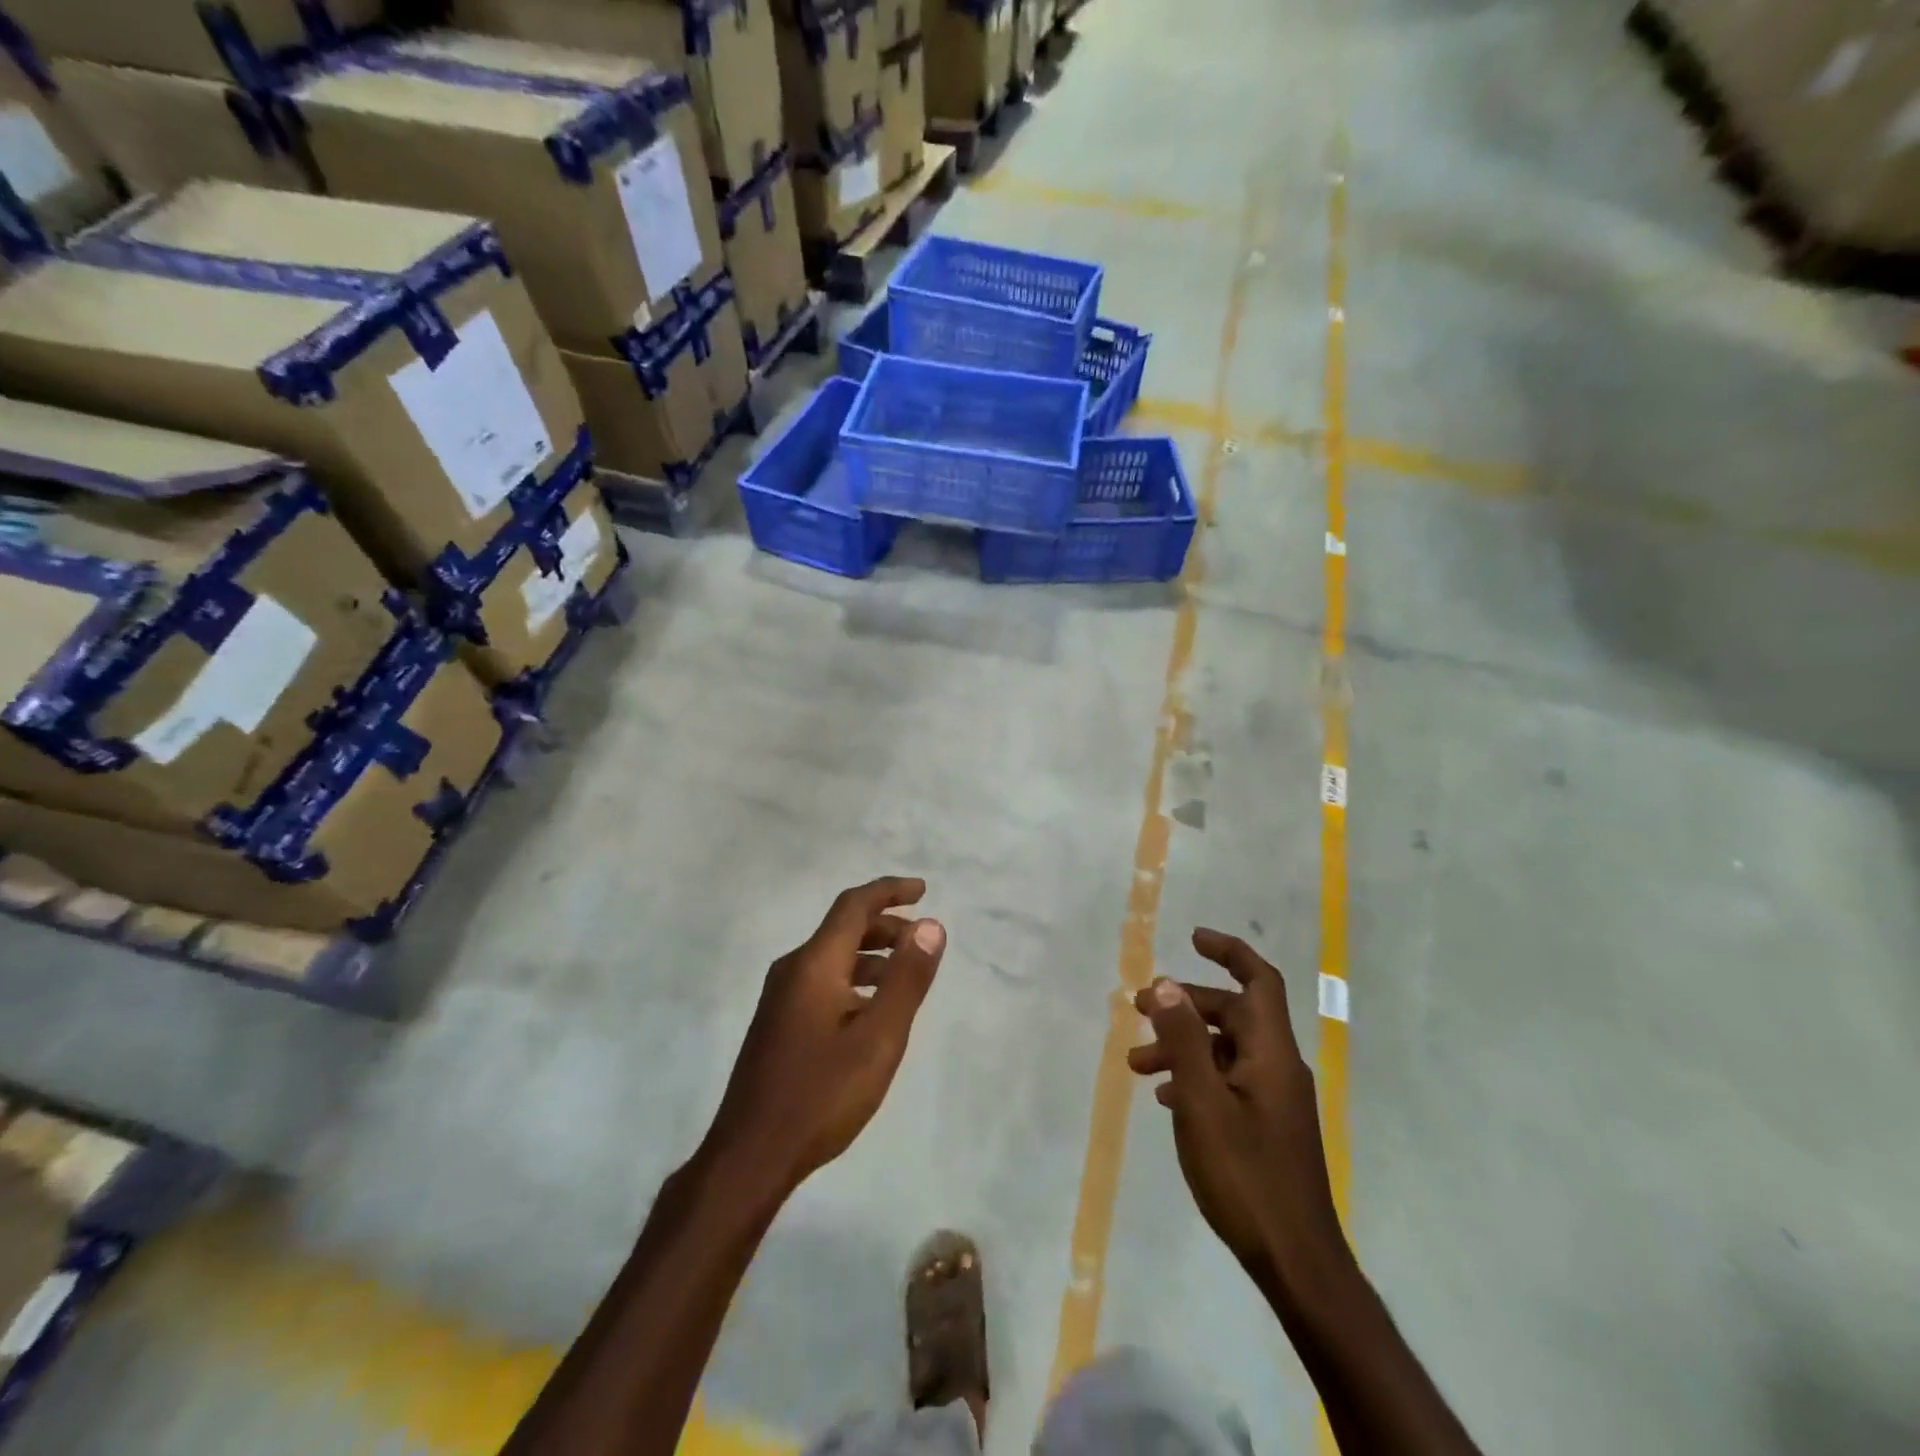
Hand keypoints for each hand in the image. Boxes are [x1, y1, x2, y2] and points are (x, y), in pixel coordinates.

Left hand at [703, 877, 946, 1198]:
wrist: (750, 1156)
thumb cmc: (821, 1094)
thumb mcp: (879, 1038)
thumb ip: (907, 979)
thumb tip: (931, 925)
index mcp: (814, 964)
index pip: (853, 905)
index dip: (889, 891)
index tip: (923, 891)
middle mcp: (793, 970)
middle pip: (842, 928)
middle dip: (885, 924)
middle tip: (921, 939)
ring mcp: (780, 998)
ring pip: (832, 957)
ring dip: (871, 954)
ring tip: (904, 974)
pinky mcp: (777, 1023)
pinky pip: (822, 981)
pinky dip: (854, 979)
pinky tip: (870, 1009)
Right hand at [1127, 930, 1346, 1295]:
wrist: (1297, 1263)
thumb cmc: (1247, 1177)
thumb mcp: (1203, 1104)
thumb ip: (1183, 1042)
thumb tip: (1168, 985)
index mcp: (1271, 1054)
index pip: (1259, 982)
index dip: (1229, 952)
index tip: (1192, 938)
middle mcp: (1277, 1067)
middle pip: (1232, 1014)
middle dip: (1185, 1005)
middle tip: (1139, 1008)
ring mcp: (1274, 1099)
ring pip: (1224, 1050)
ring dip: (1182, 1046)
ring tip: (1137, 1064)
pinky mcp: (1266, 1127)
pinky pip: (1227, 1081)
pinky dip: (1195, 1076)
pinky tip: (1165, 1098)